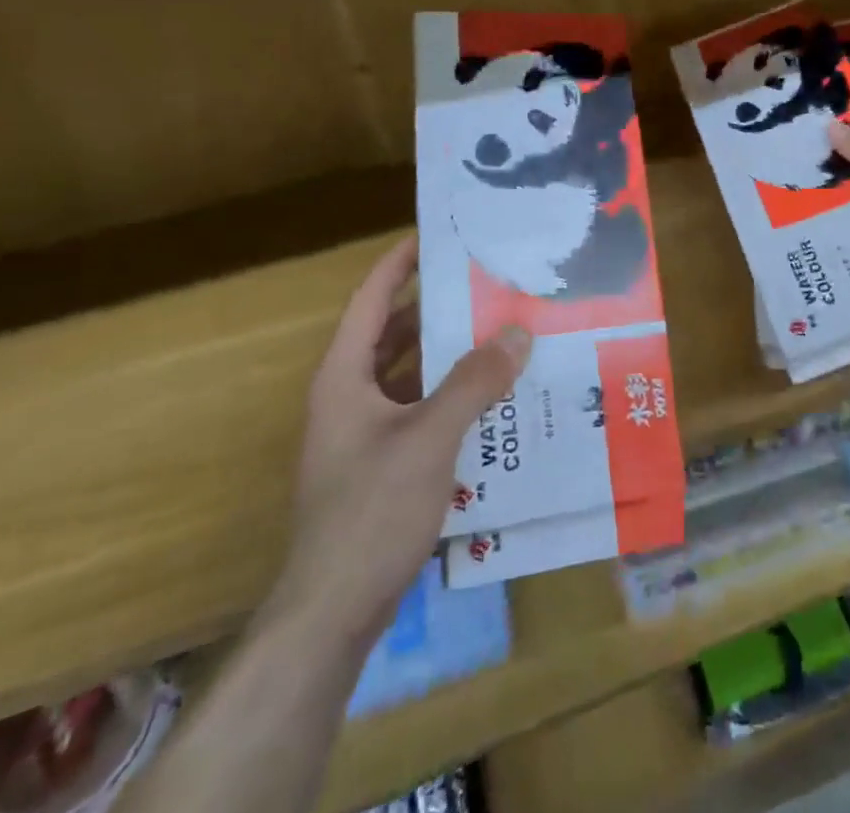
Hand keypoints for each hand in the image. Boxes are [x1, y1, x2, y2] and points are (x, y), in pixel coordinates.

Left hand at [274, 236, 531, 644]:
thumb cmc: (371, 512)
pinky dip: (450, 396)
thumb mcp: (429, 438)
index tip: (438, 234)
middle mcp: (349, 397)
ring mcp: (363, 435)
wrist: (332, 615)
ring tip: (498, 333)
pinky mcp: (380, 466)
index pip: (371, 299)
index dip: (400, 263)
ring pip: (409, 375)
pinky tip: (491, 399)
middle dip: (436, 307)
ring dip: (448, 355)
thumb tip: (518, 332)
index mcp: (344, 377)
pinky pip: (419, 411)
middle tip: (486, 284)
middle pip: (393, 334)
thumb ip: (474, 382)